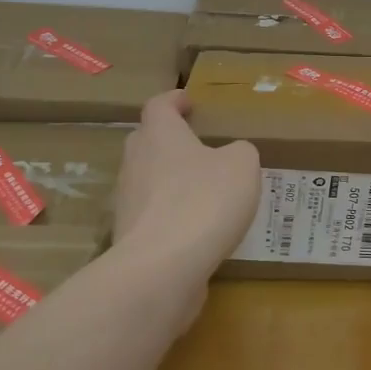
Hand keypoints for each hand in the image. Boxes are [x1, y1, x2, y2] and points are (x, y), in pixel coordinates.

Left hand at [111, 91, 260, 273]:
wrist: (162, 269)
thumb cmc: (204, 201)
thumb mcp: (242, 165)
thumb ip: (239, 152)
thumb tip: (231, 155)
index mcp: (160, 135)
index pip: (159, 106)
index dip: (174, 100)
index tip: (187, 101)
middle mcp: (136, 162)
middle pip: (146, 141)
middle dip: (168, 139)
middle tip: (195, 144)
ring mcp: (128, 201)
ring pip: (147, 180)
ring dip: (170, 180)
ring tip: (201, 189)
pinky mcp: (130, 238)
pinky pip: (151, 216)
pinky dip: (170, 215)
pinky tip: (195, 228)